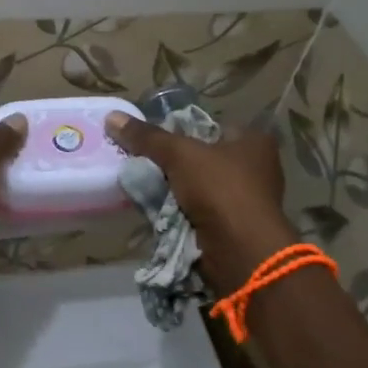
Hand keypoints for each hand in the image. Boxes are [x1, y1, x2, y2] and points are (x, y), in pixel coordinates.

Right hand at [104, 112, 296, 292]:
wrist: (239, 250)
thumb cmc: (219, 188)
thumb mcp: (179, 154)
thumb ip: (146, 137)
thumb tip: (112, 117)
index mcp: (253, 142)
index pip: (209, 127)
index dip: (179, 131)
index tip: (151, 140)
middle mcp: (256, 168)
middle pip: (201, 158)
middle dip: (172, 164)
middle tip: (141, 163)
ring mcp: (246, 200)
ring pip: (198, 187)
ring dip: (173, 190)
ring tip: (142, 185)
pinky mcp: (234, 227)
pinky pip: (199, 212)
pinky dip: (180, 212)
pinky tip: (156, 210)